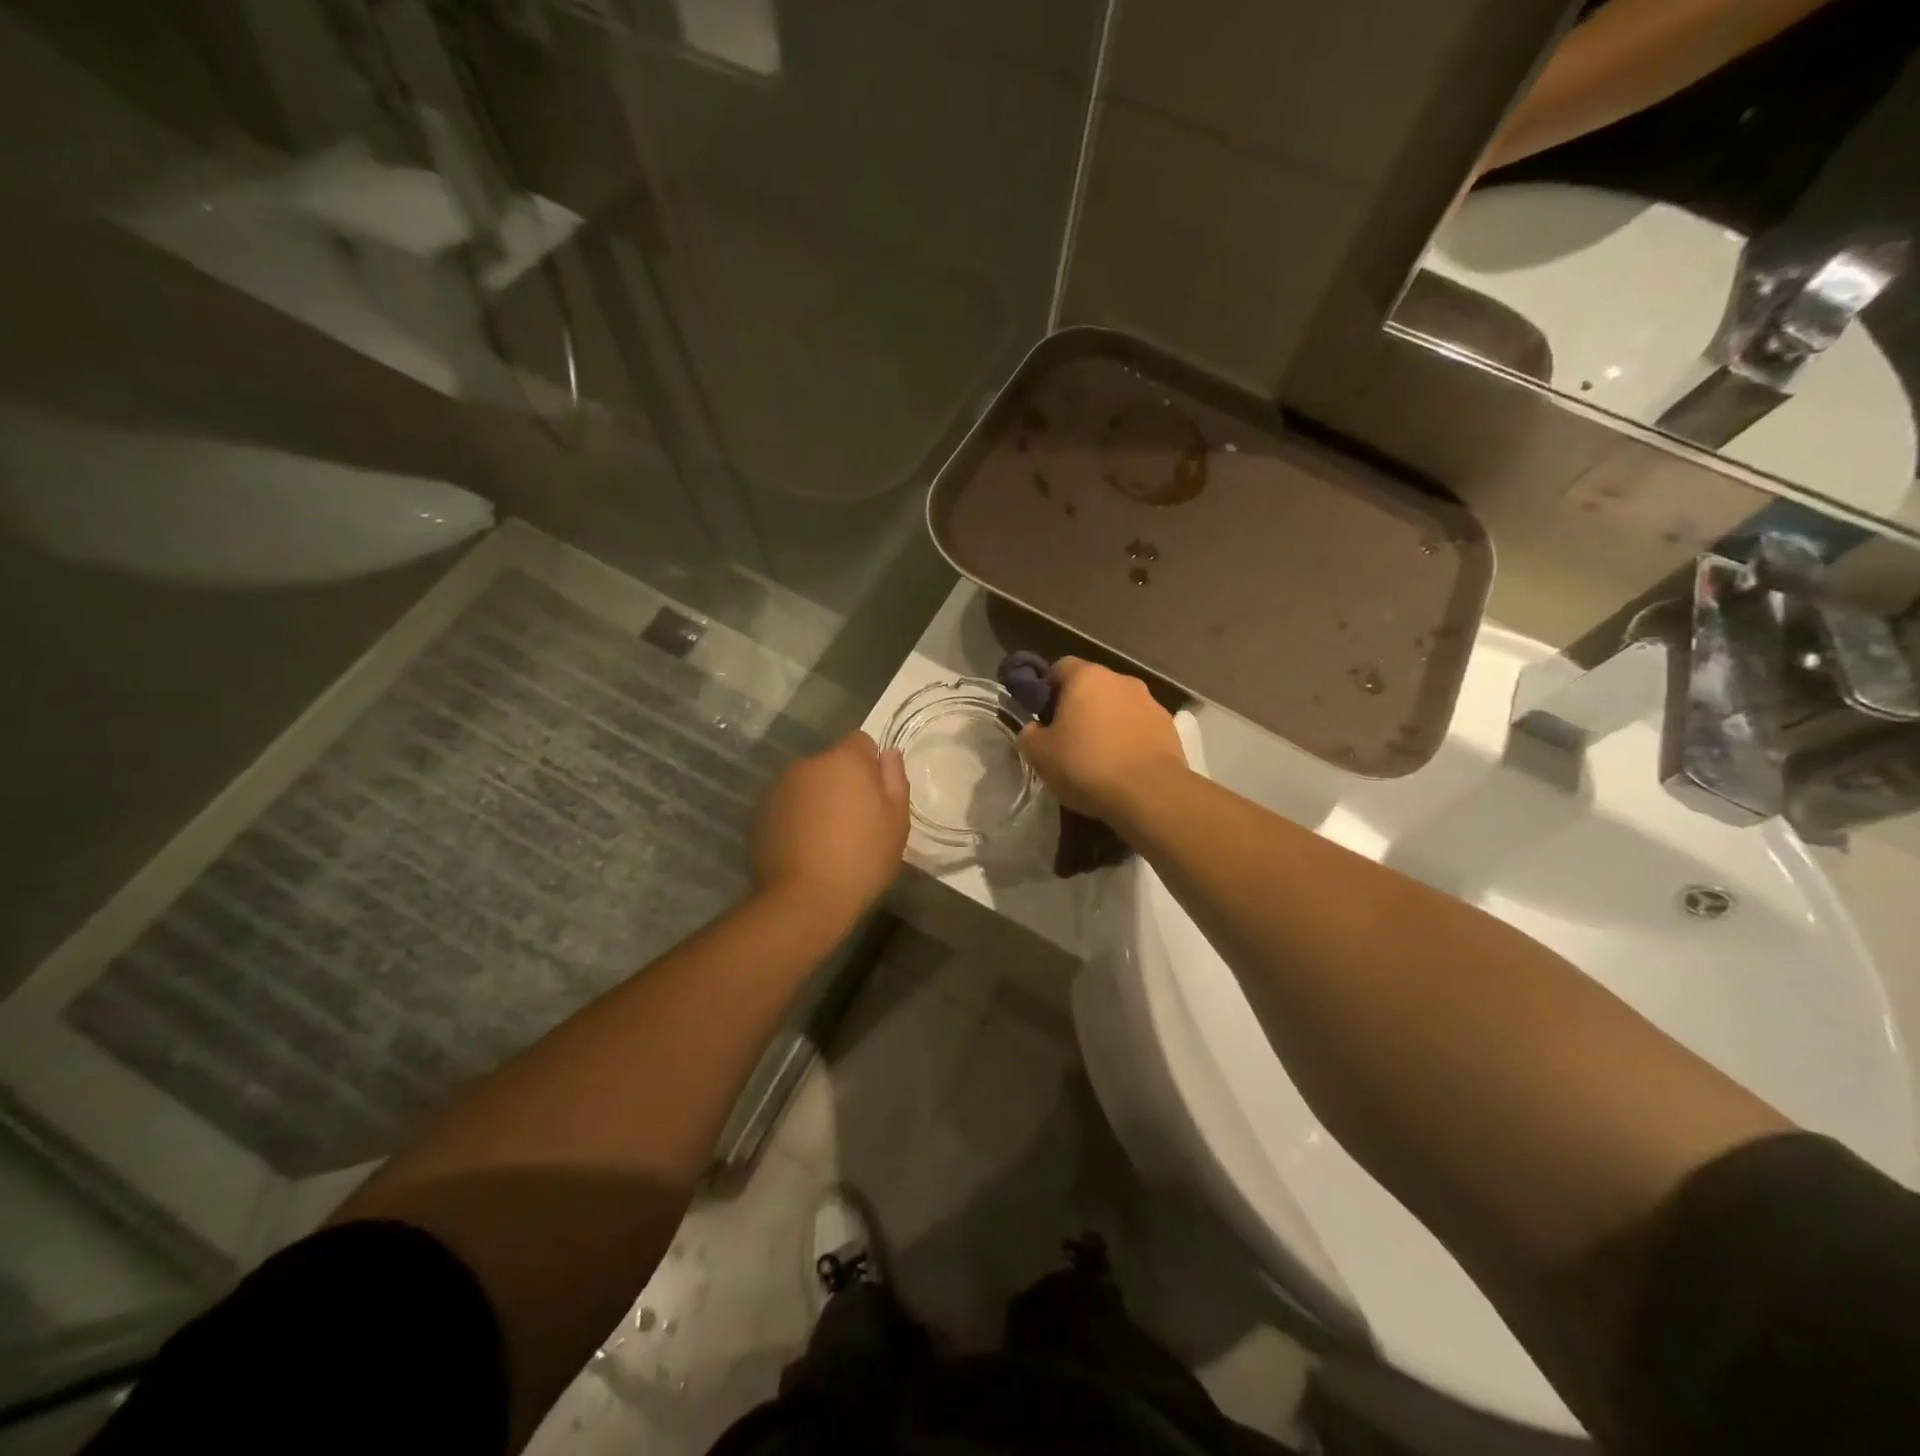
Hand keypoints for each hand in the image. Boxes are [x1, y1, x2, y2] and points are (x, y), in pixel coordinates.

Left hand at [750, 731, 908, 920]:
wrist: (803, 900)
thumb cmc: (862, 858)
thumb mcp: (897, 820)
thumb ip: (894, 778)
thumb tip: (888, 754)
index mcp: (844, 760)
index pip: (861, 741)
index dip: (870, 765)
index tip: (875, 796)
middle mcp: (807, 765)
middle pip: (831, 764)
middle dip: (842, 783)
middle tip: (854, 822)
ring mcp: (778, 789)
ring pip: (807, 785)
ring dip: (817, 800)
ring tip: (827, 839)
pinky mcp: (759, 814)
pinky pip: (787, 806)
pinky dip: (797, 818)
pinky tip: (805, 849)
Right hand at [1016, 658, 1185, 817]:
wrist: (1150, 794)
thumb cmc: (1087, 766)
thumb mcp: (1039, 755)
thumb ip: (1029, 734)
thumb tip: (1035, 729)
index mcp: (1087, 677)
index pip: (1060, 667)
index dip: (1047, 688)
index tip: (1042, 715)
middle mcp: (1121, 680)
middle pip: (1092, 687)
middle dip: (1078, 707)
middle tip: (1066, 739)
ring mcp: (1150, 702)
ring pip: (1118, 706)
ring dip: (1106, 722)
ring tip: (1098, 756)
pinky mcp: (1169, 727)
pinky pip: (1139, 726)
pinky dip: (1128, 738)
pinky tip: (1122, 765)